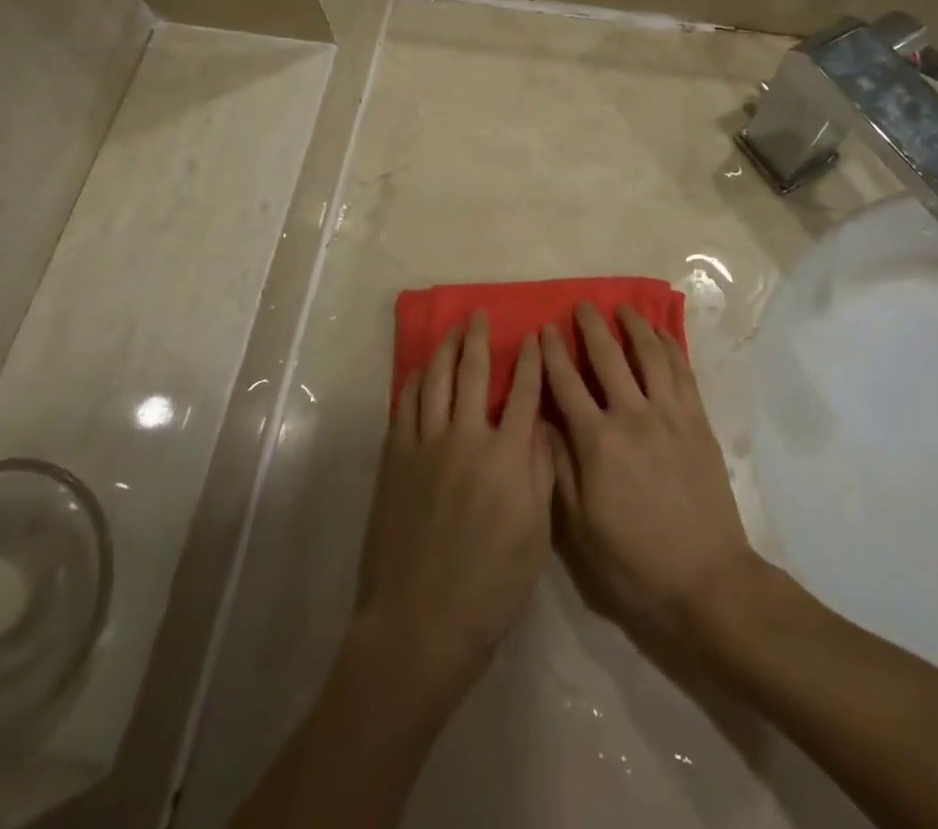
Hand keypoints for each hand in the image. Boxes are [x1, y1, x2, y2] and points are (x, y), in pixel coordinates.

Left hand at [353, 312, 553, 707]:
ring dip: (444, 350)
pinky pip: (405, 406)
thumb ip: (540, 471)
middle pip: (473, 373)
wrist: (420, 623)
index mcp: (507, 457)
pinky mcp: (396, 458)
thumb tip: (541, 423)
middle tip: (479, 314)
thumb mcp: (536, 535)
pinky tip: (419, 371)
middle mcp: (466, 438)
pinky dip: (414, 381)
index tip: (533, 335)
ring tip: (451, 330)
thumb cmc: (490, 587)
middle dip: (479, 339)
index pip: (523, 393)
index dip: (530, 360)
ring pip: (435, 380)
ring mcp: (426, 445)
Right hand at [542, 302, 756, 650]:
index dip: (552, 352)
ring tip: (624, 309)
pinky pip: (683, 372)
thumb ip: (559, 468)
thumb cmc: (634, 563)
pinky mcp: (698, 422)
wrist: (708, 582)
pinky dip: (671, 346)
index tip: (543, 329)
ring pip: (650, 354)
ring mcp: (670, 415)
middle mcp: (632, 416)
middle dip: (591, 327)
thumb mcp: (580, 528)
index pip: (567, 383)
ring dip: (635, 326)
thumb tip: (543, 421)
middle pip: (607, 357)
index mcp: (597, 442)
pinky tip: (663, 335)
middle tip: (582, 305)